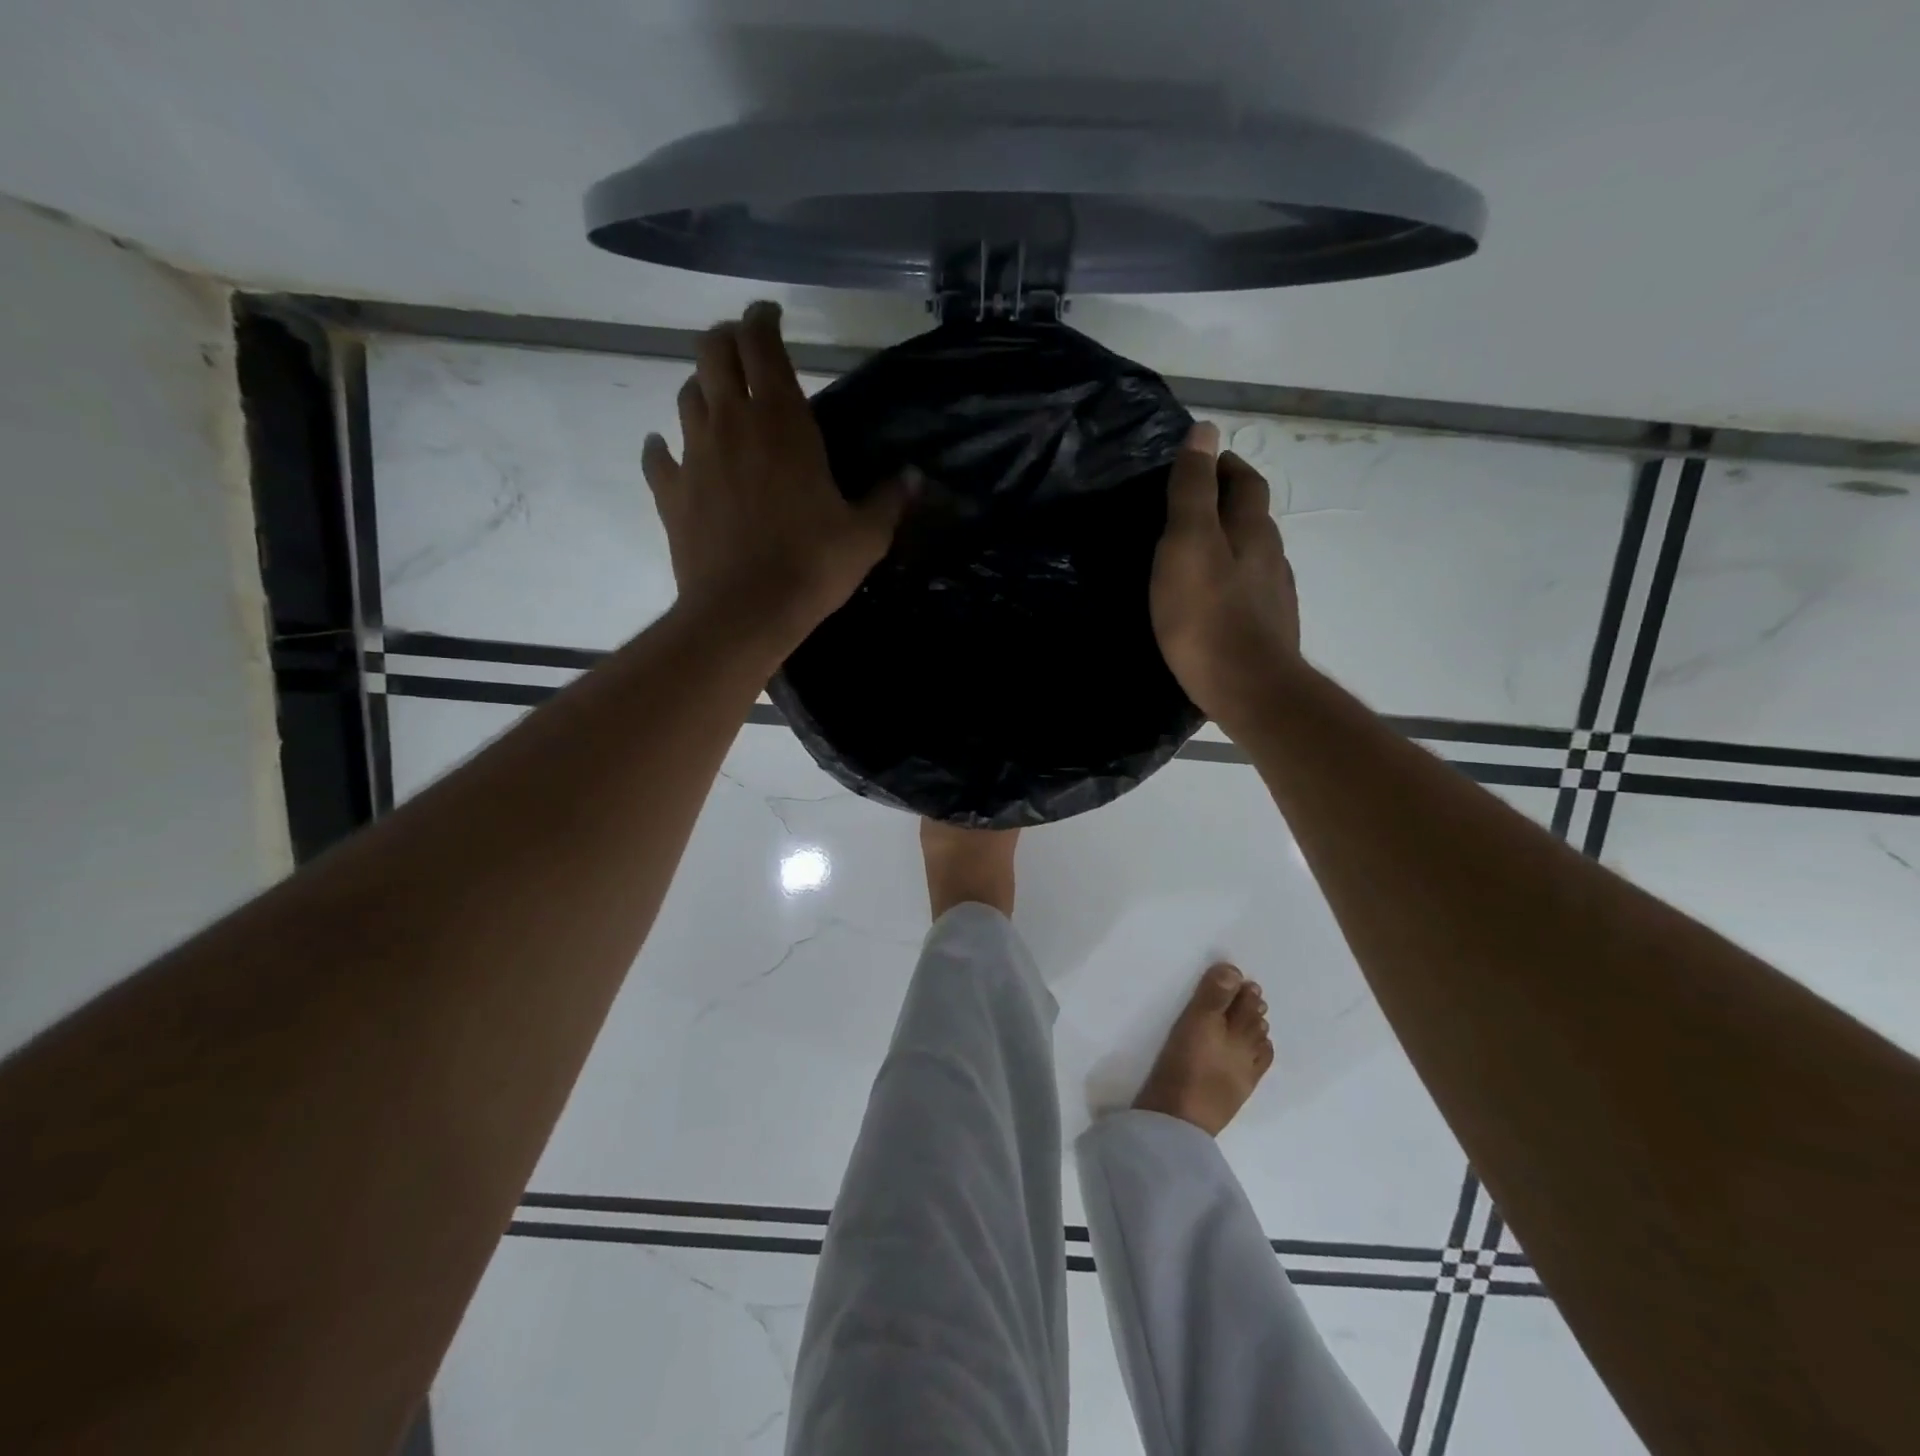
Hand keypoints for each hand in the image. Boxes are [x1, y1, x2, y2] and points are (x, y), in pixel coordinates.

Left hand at [642, 302, 906, 651]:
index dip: (763, 319)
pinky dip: (664, 447)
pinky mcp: (670, 492)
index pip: (762, 344)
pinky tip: (669, 450)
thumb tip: (914, 476)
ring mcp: (694, 455)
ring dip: (702, 388)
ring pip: (686, 395)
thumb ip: (888, 500)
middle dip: (726, 339)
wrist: (745, 611)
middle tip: (742, 348)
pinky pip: (658, 455)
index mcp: (781, 420)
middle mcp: (731, 423)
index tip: (770, 315)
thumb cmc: (812, 565)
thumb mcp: (865, 536)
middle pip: (712, 351)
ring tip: (718, 399)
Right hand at [1151, 422, 1302, 726]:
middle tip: (1190, 507)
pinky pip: (1250, 591)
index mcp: (1251, 530)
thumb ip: (1192, 490)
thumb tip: (1205, 430)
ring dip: (1230, 545)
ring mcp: (1275, 595)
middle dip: (1227, 503)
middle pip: (1253, 517)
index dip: (1224, 466)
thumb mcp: (1187, 544)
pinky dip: (1231, 582)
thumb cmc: (1207, 615)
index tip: (1201, 462)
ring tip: (1195, 554)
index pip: (1244, 481)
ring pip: (1253, 556)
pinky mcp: (1269, 629)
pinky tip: (1212, 601)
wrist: (1248, 688)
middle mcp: (1271, 556)